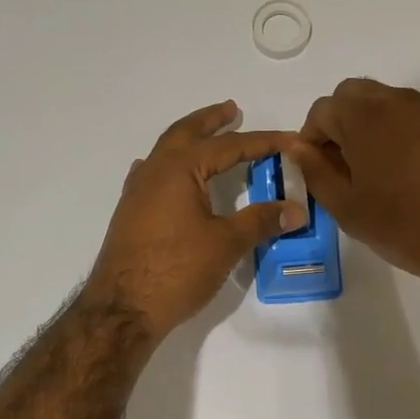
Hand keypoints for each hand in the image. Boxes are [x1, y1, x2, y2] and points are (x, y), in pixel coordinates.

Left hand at [85, 101, 306, 341]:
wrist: (123, 308)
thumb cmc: (177, 270)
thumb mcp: (226, 243)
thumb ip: (261, 221)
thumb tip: (296, 209)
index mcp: (179, 169)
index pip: (228, 146)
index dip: (262, 142)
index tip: (289, 139)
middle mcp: (154, 171)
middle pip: (185, 134)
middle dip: (211, 121)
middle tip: (232, 110)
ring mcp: (137, 192)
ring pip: (165, 152)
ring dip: (188, 140)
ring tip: (207, 139)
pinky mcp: (130, 213)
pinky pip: (151, 175)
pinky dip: (168, 166)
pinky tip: (171, 178)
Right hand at [294, 78, 419, 292]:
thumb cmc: (402, 225)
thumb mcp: (346, 206)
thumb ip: (315, 171)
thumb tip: (298, 147)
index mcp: (364, 116)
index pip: (322, 109)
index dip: (311, 139)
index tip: (316, 171)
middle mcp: (395, 101)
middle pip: (352, 96)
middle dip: (338, 124)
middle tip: (340, 167)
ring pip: (381, 103)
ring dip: (365, 126)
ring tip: (368, 172)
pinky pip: (406, 117)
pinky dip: (392, 132)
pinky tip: (398, 173)